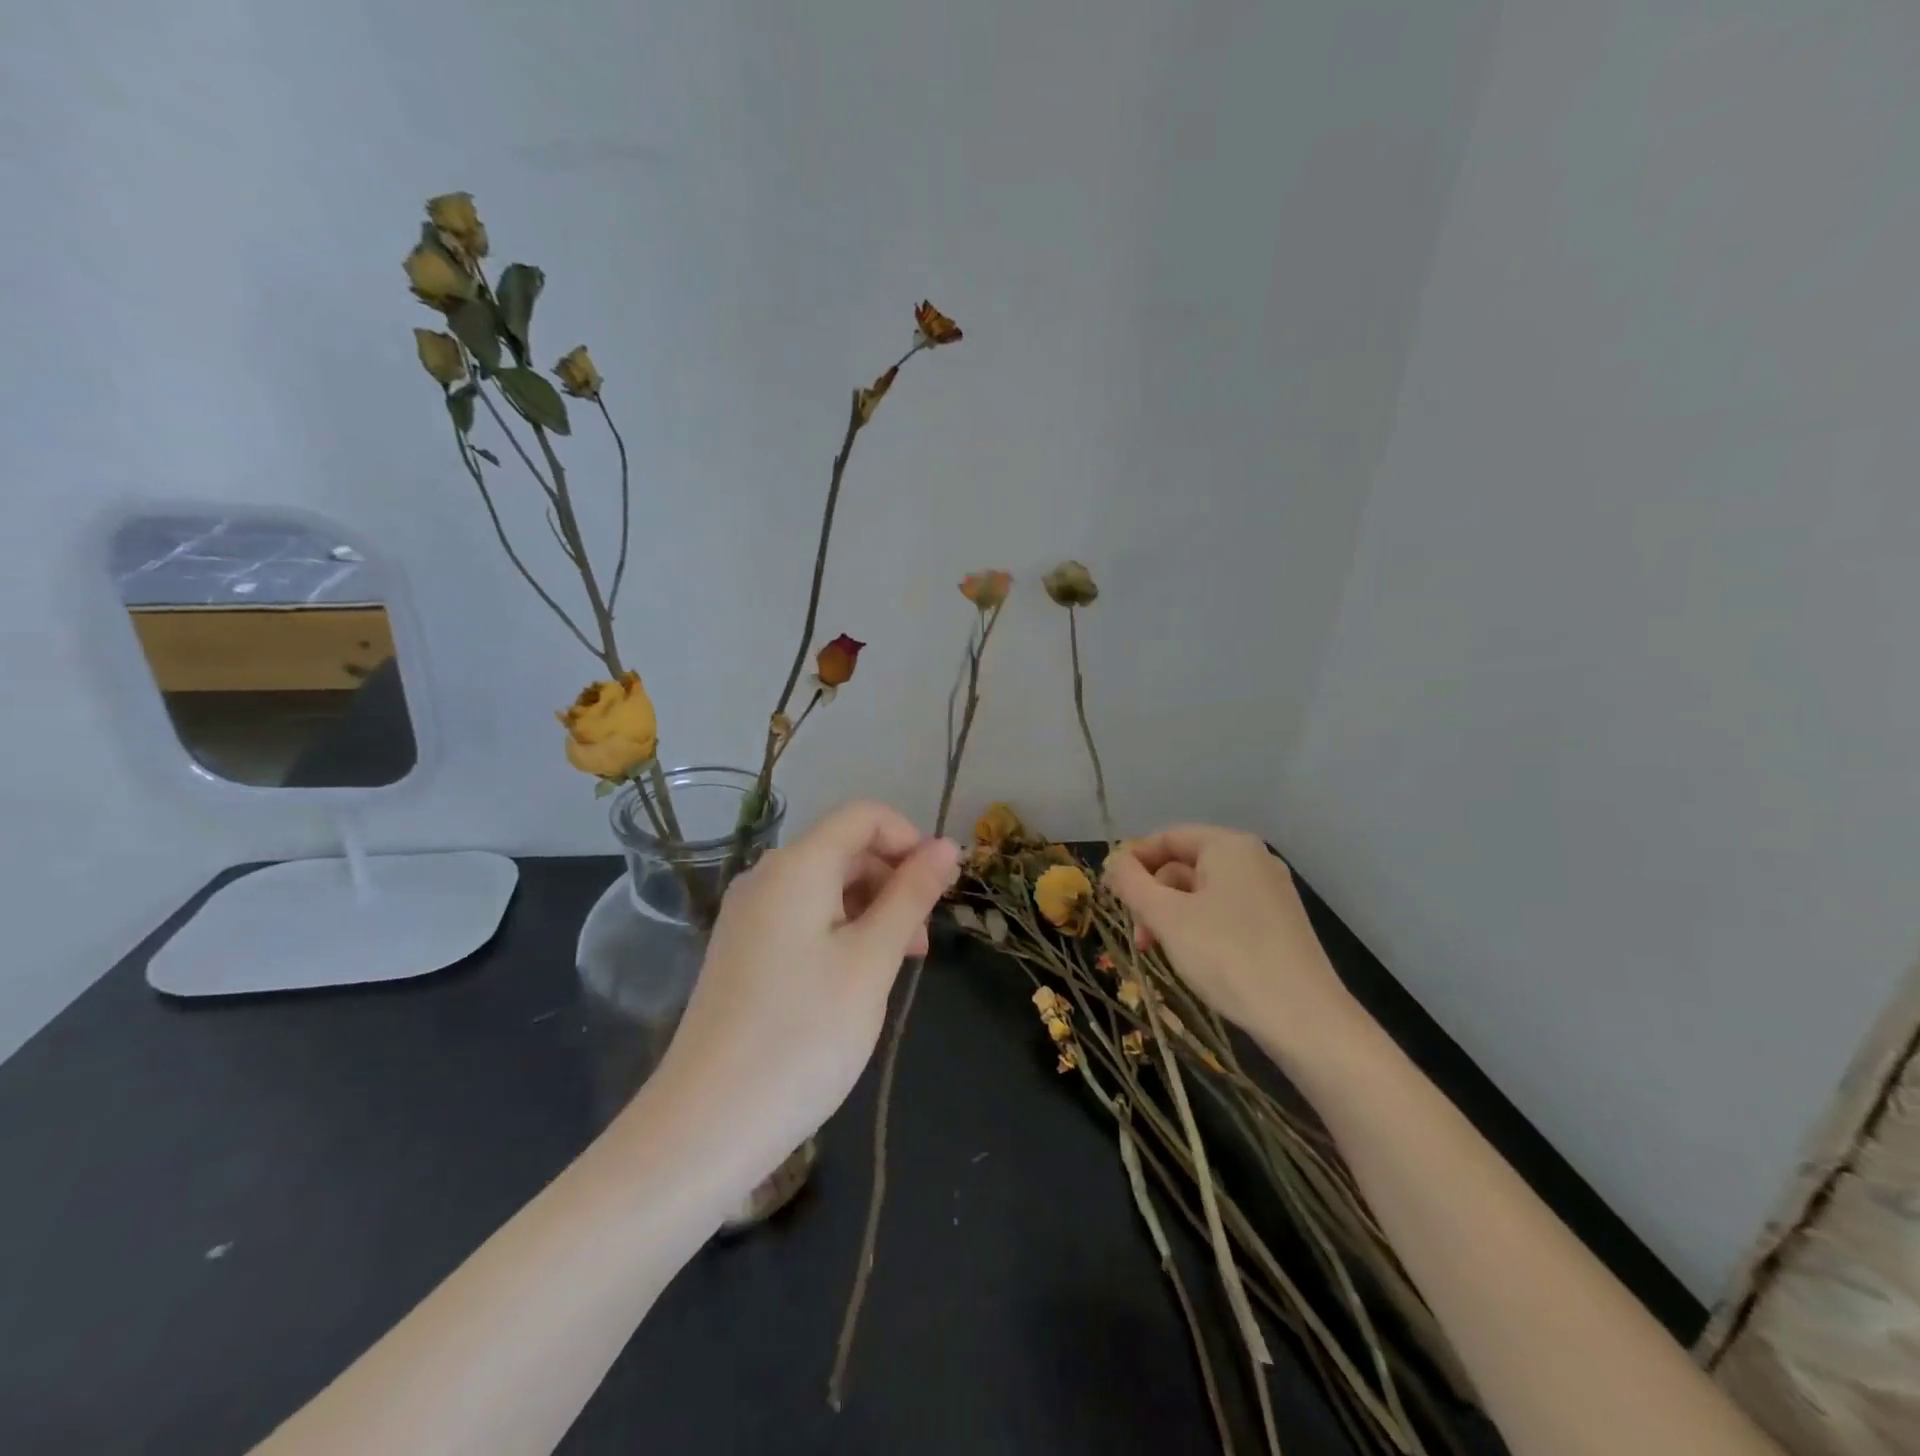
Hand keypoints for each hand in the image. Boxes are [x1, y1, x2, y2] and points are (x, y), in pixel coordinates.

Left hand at [652, 800, 959, 1170]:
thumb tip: (948, 845)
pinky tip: (853, 982)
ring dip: (870, 910)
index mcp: (797, 866)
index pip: (864, 815)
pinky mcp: (741, 952)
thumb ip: (911, 895)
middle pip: (843, 849)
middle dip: (893, 880)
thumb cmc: (804, 1034)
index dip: (909, 839)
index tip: (939, 890)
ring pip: (825, 887)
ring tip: (895, 967)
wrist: (706, 1125)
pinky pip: (802, 918)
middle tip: (921, 943)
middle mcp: (766, 877)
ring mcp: (748, 916)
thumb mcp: (872, 960)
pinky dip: (840, 932)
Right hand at [1103, 825, 1363, 1065]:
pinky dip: (1199, 928)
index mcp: (1229, 845)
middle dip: (1153, 897)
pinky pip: (1225, 912)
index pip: (1167, 837)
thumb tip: (1112, 861)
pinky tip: (1192, 959)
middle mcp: (1253, 860)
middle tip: (1139, 937)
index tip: (1110, 895)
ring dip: (1172, 917)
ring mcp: (1270, 892)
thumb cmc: (1227, 957)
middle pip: (1184, 865)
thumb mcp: (1166, 917)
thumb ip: (1131, 882)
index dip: (1133, 861)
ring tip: (1159, 953)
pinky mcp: (1279, 924)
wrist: (1304, 1020)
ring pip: (1202, 892)